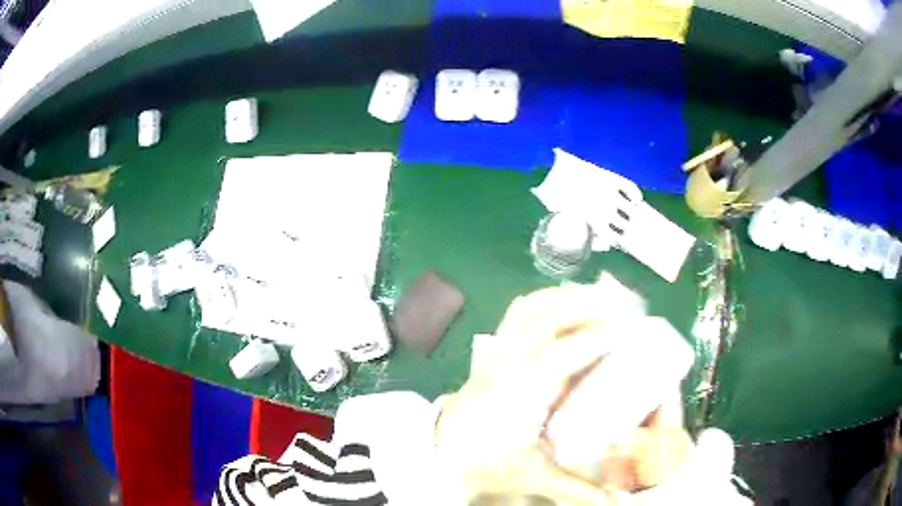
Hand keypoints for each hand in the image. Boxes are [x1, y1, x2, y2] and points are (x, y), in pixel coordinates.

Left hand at [436, 284, 624, 503]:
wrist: (437, 453)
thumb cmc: (483, 463)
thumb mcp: (531, 477)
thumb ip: (575, 487)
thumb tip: (612, 501)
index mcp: (516, 398)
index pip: (555, 359)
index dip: (589, 343)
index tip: (623, 333)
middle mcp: (505, 367)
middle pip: (543, 322)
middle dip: (585, 308)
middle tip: (622, 304)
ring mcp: (496, 353)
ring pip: (529, 311)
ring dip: (566, 297)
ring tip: (600, 295)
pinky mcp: (493, 349)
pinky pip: (518, 313)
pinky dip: (545, 300)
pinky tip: (566, 302)